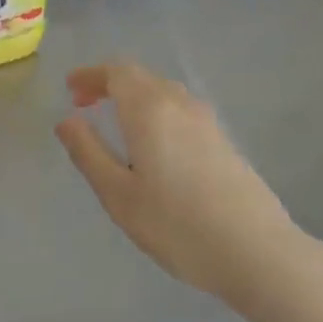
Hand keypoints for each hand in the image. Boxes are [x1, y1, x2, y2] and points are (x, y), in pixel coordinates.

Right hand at [55, 63, 309, 307]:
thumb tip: (66, 121)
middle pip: (141, 76)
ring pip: (163, 91)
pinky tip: (153, 144)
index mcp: (151, 109)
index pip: (118, 71)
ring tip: (115, 123)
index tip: (71, 89)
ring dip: (134, 97)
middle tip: (84, 104)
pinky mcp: (223, 139)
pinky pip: (181, 109)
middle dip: (109, 83)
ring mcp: (207, 120)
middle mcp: (180, 104)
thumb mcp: (119, 195)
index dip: (92, 75)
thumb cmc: (177, 225)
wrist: (255, 250)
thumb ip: (88, 152)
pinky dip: (156, 111)